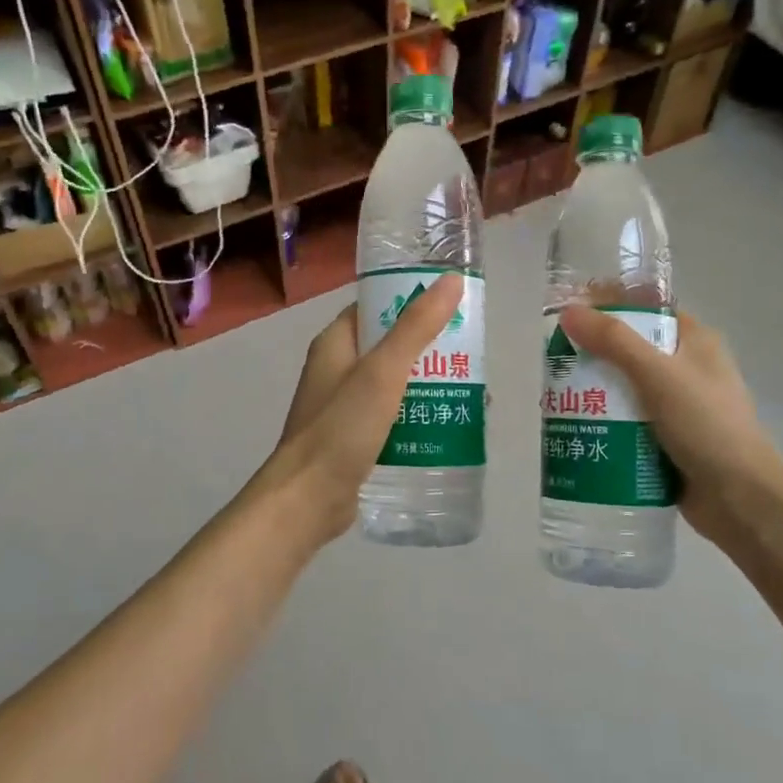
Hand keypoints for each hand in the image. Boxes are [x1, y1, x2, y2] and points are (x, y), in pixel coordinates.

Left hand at [257, 274, 464, 547]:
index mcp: (335, 343)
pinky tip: (450, 427)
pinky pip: (393, 417)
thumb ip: (416, 327)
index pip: (376, 308)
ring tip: (474, 393)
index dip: (412, 301)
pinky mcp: (355, 439)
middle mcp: (337, 369)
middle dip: (431, 349)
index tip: (454, 307)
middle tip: (472, 354)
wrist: (307, 501)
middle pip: (391, 346)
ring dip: (430, 385)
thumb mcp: (382, 372)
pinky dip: (419, 416)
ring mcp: (345, 406)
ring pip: (395, 384)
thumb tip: (451, 281)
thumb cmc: (341, 429)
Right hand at [557, 305, 782, 546]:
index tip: (569, 312)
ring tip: (552, 394)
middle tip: (553, 358)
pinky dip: (603, 421)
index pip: (647, 310)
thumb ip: (614, 341)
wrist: (740, 501)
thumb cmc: (706, 426)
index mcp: (695, 342)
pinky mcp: (666, 439)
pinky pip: (627, 421)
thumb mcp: (658, 375)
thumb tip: (569, 311)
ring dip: (593, 390)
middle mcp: (687, 369)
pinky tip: (574, 425)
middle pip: (630, 349)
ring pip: (625, 387)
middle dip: (592, 352)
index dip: (609, 305)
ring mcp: (677, 406)